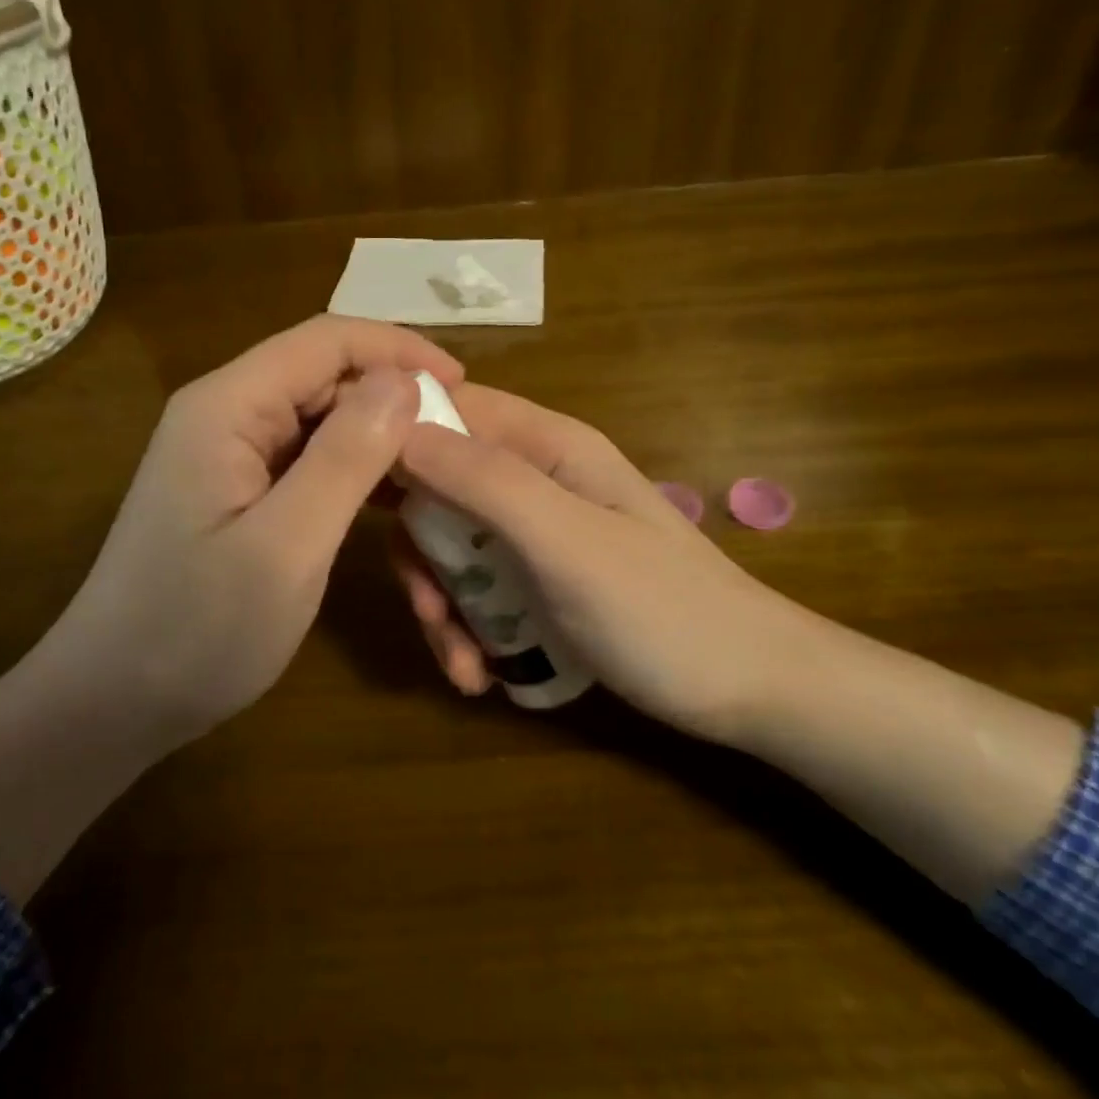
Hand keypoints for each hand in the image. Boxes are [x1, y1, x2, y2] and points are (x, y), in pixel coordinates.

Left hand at [45, 315, 458, 751]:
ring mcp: (227, 450)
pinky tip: (388, 494)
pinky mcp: (236, 486)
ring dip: (377, 431)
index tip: (463, 384)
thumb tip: (403, 382)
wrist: (112, 702)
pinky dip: (353, 463)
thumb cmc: (196, 631)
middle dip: (392, 392)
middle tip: (458, 438)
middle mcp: (224, 411)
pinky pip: (306, 454)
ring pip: (319, 414)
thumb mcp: (286, 547)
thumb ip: (346, 458)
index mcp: (227, 406)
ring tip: (435, 464)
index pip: (324, 341)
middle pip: (322, 373)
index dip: (397, 350)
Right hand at [393, 384, 807, 744]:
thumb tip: (395, 427)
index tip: (348, 482)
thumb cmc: (664, 611)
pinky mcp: (535, 579)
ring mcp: (534, 530)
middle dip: (420, 550)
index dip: (394, 432)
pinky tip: (480, 672)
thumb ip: (484, 482)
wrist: (750, 692)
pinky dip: (465, 627)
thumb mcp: (567, 543)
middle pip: (437, 484)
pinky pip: (474, 586)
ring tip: (463, 664)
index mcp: (545, 445)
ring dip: (441, 603)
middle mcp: (533, 477)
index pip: (449, 406)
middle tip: (428, 609)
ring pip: (449, 544)